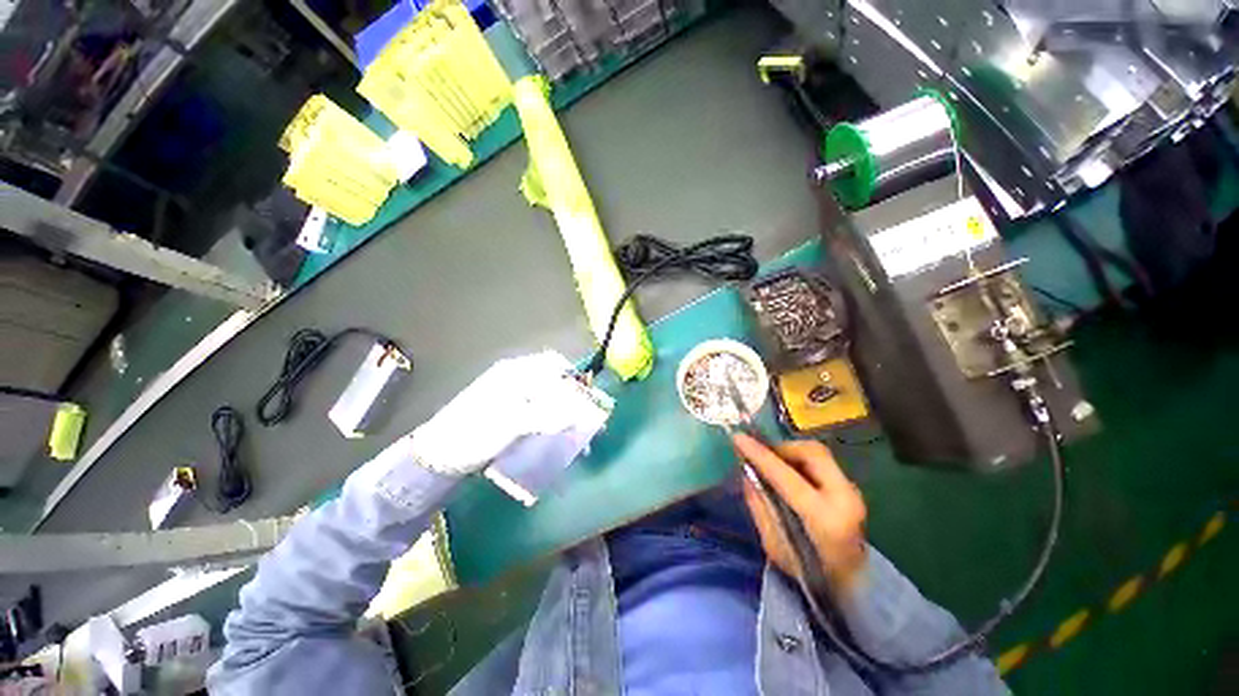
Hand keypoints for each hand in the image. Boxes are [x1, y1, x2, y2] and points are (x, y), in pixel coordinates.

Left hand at [410, 351, 606, 475]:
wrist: (438, 457)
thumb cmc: (473, 433)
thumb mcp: (510, 423)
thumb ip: (546, 415)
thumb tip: (580, 413)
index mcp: (516, 372)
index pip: (554, 364)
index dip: (574, 378)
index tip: (588, 399)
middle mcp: (517, 379)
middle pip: (554, 381)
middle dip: (573, 398)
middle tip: (585, 420)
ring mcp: (513, 397)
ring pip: (549, 397)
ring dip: (564, 412)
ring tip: (574, 434)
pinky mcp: (511, 414)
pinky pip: (540, 412)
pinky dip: (552, 422)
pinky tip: (556, 436)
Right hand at [734, 434, 867, 590]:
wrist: (855, 587)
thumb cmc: (810, 574)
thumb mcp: (775, 546)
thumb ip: (760, 507)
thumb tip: (747, 473)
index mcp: (825, 519)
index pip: (787, 476)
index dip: (760, 455)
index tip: (738, 439)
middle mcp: (845, 499)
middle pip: (812, 453)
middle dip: (781, 447)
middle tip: (760, 452)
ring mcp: (853, 491)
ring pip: (818, 453)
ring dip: (791, 452)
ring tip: (771, 461)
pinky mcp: (851, 488)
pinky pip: (822, 462)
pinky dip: (800, 459)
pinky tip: (786, 470)